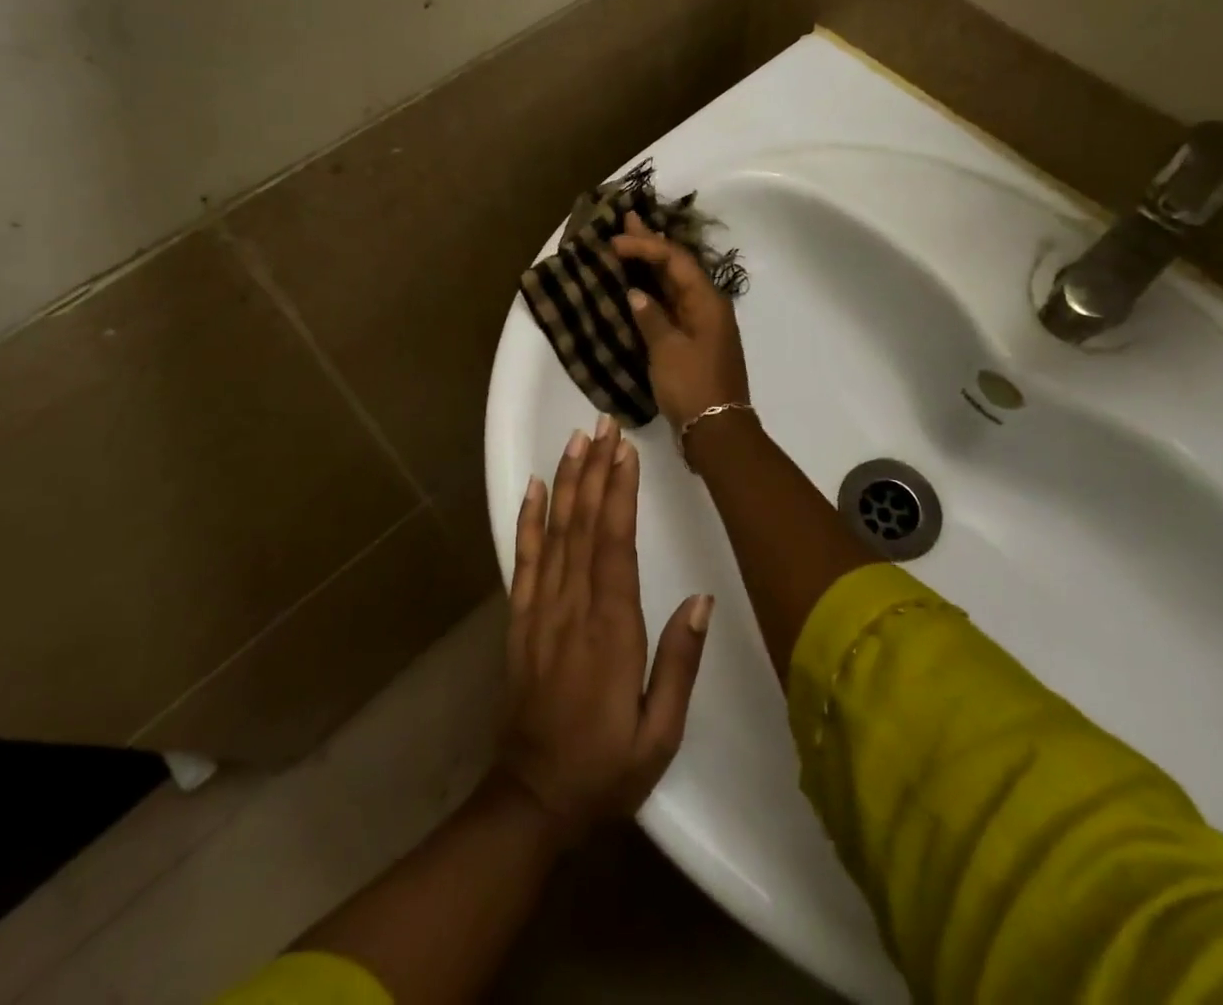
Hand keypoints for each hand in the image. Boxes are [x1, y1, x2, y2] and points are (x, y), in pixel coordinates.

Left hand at [499, 418, 712, 842]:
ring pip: (554, 532)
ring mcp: (540, 610)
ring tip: (576, 439)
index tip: (626, 451)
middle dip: (596, 469)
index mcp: (610, 630)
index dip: (620, 493)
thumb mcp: (660, 733)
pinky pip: (522, 559)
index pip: (615, 545)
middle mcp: (571, 608)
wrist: (533, 798)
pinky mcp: (520, 618)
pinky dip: (527, 519)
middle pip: (584, 525)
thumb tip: (701, 601)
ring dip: (566, 481)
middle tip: (605, 424)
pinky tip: (534, 487)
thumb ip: (679, 664)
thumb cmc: (606, 767)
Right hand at [611, 213, 750, 432]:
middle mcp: (708, 306)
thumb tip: (636, 294)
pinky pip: (672, 305)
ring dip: (652, 265)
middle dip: (651, 244)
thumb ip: (651, 317)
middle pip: (677, 266)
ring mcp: (702, 324)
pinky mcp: (694, 341)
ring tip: (629, 243)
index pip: (675, 260)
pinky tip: (639, 286)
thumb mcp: (667, 350)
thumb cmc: (693, 386)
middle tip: (627, 219)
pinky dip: (654, 292)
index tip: (614, 241)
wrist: (716, 430)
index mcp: (707, 301)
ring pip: (674, 285)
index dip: (645, 246)